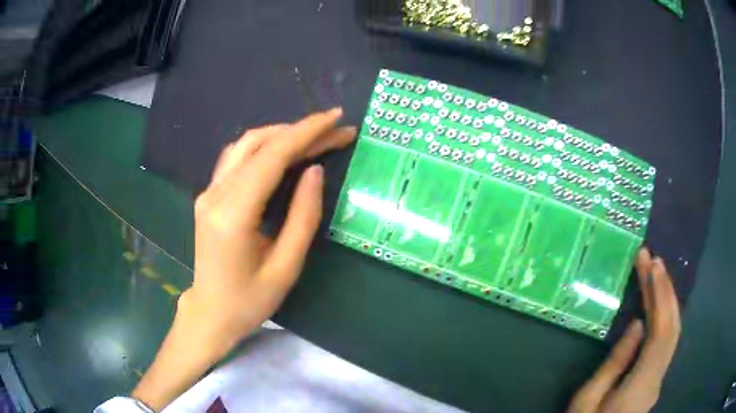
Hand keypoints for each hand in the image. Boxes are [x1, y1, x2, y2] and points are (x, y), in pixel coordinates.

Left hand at [131, 109, 355, 410]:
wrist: (211, 312)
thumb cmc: (250, 300)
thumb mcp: (286, 267)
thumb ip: (303, 216)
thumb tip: (315, 171)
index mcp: (233, 215)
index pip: (272, 157)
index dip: (306, 132)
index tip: (336, 118)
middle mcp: (215, 194)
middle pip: (259, 144)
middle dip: (301, 131)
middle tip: (336, 131)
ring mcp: (208, 192)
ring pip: (245, 145)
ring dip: (282, 134)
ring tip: (315, 138)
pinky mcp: (209, 195)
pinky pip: (237, 157)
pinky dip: (264, 146)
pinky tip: (284, 150)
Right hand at [568, 248, 680, 412]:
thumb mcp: (588, 400)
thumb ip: (615, 363)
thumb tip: (638, 324)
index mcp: (641, 383)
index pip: (661, 331)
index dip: (660, 295)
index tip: (652, 265)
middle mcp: (658, 377)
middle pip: (671, 327)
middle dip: (665, 290)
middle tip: (652, 259)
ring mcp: (659, 378)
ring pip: (672, 332)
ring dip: (667, 300)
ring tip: (656, 273)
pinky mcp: (655, 378)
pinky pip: (666, 341)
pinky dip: (665, 316)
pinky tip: (658, 304)